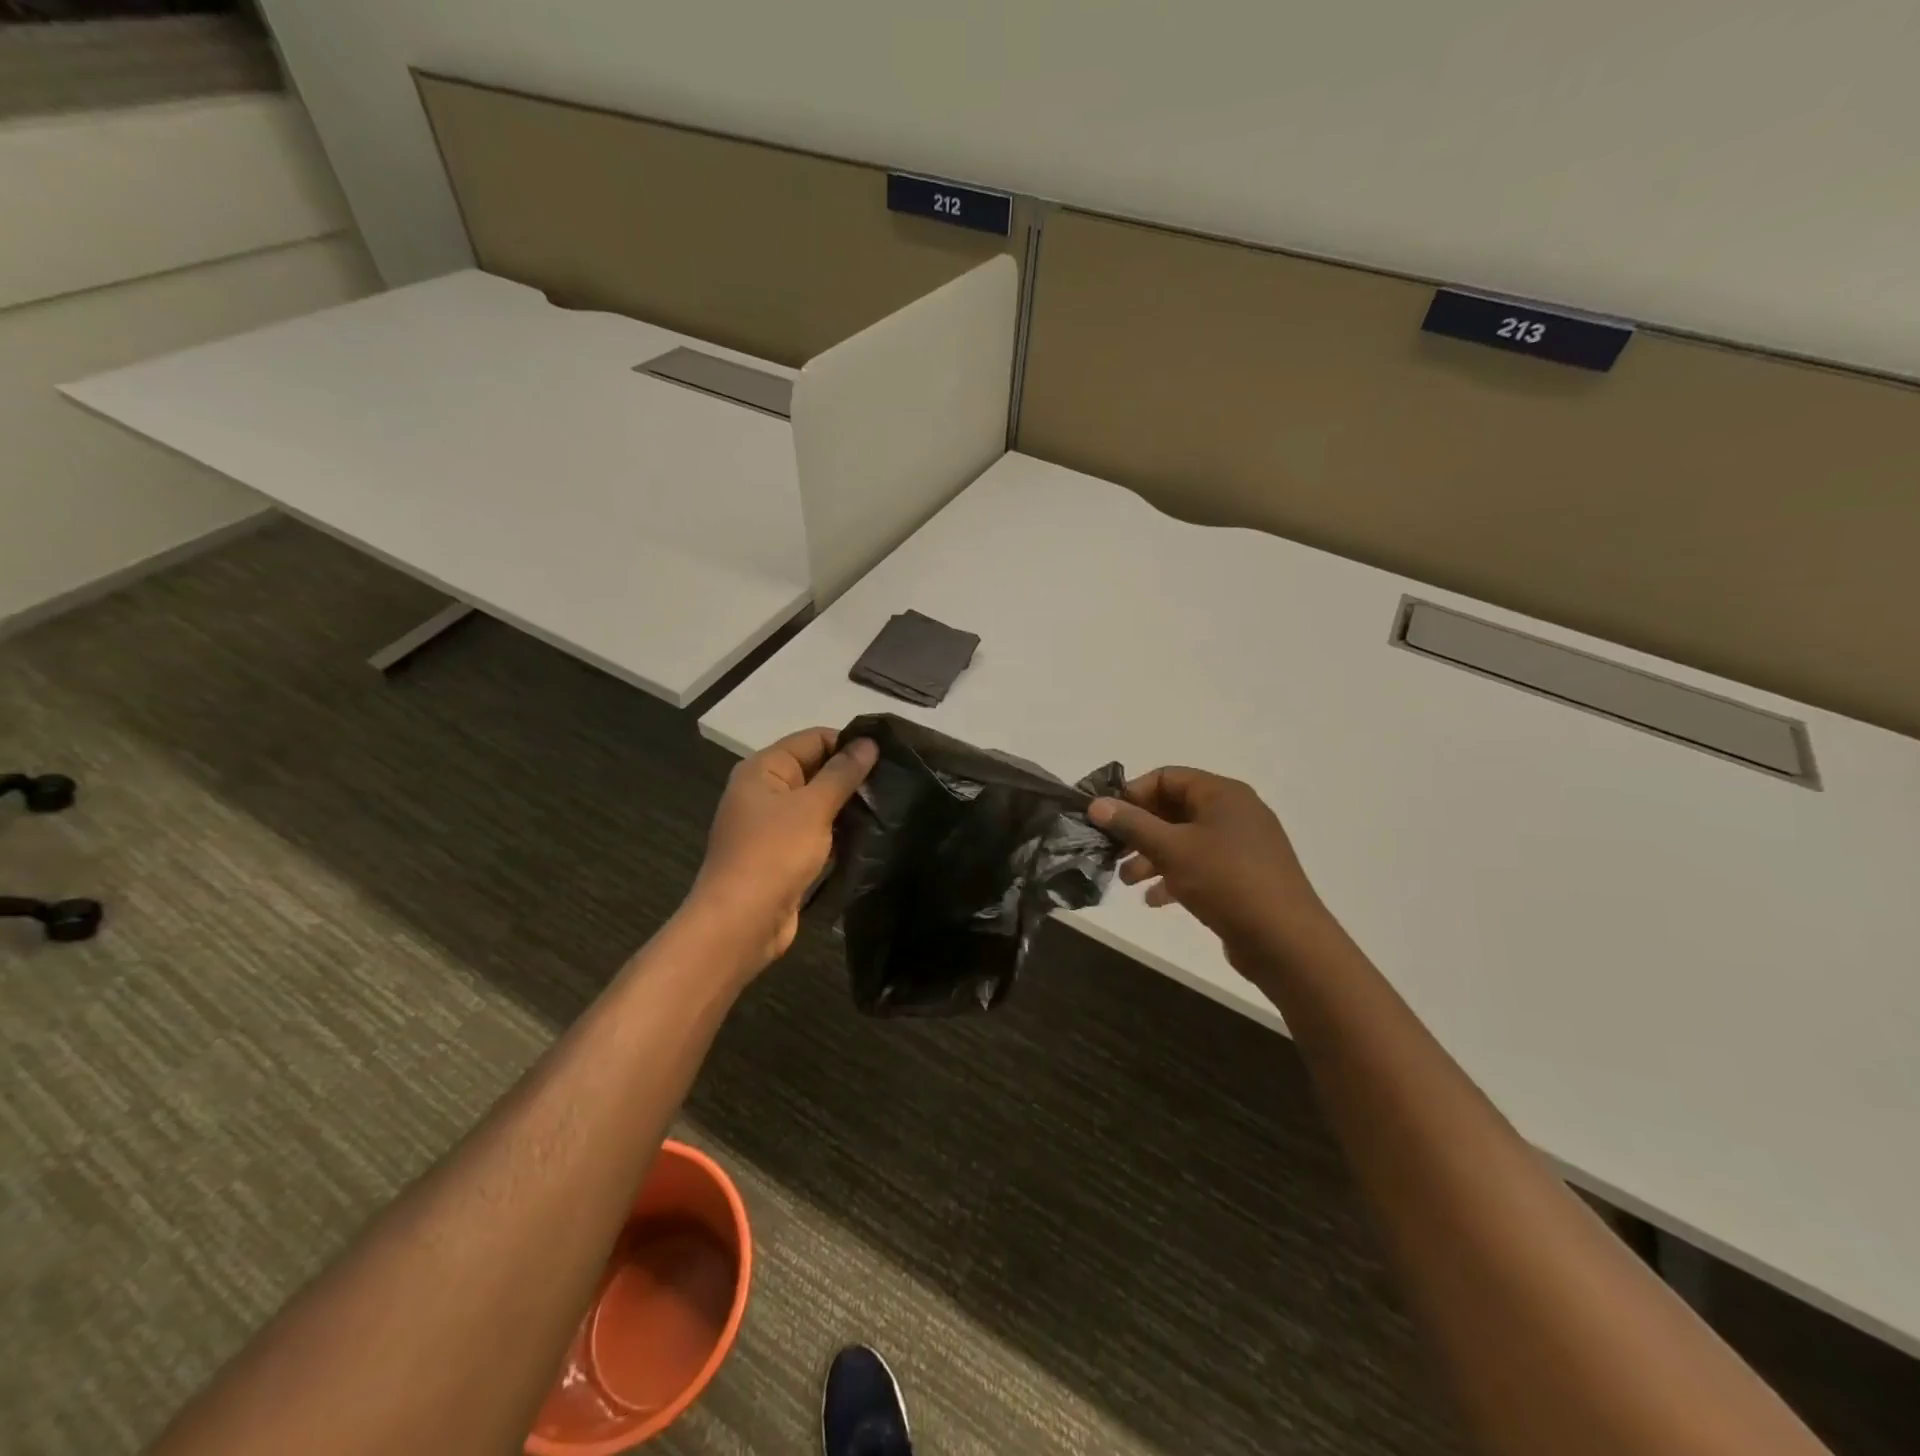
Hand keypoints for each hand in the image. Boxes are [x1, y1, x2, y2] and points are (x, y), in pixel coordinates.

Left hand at [689, 727, 877, 969]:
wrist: (740, 923)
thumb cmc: (774, 854)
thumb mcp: (813, 807)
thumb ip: (843, 773)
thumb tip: (869, 742)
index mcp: (763, 769)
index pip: (814, 739)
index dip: (849, 744)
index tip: (889, 757)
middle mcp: (765, 791)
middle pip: (816, 770)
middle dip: (852, 776)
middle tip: (895, 783)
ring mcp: (773, 826)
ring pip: (818, 804)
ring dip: (848, 807)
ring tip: (889, 808)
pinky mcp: (783, 856)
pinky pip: (817, 833)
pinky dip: (839, 834)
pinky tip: (870, 837)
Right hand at [1089, 767, 1330, 970]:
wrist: (1286, 941)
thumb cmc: (1226, 882)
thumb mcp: (1172, 849)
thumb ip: (1132, 824)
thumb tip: (1096, 804)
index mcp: (1222, 794)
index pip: (1167, 777)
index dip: (1132, 794)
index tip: (1106, 819)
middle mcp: (1235, 812)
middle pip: (1174, 809)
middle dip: (1139, 830)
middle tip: (1110, 851)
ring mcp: (1242, 845)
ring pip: (1185, 840)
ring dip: (1152, 856)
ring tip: (1127, 881)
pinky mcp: (1245, 876)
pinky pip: (1201, 866)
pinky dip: (1175, 876)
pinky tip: (1154, 900)